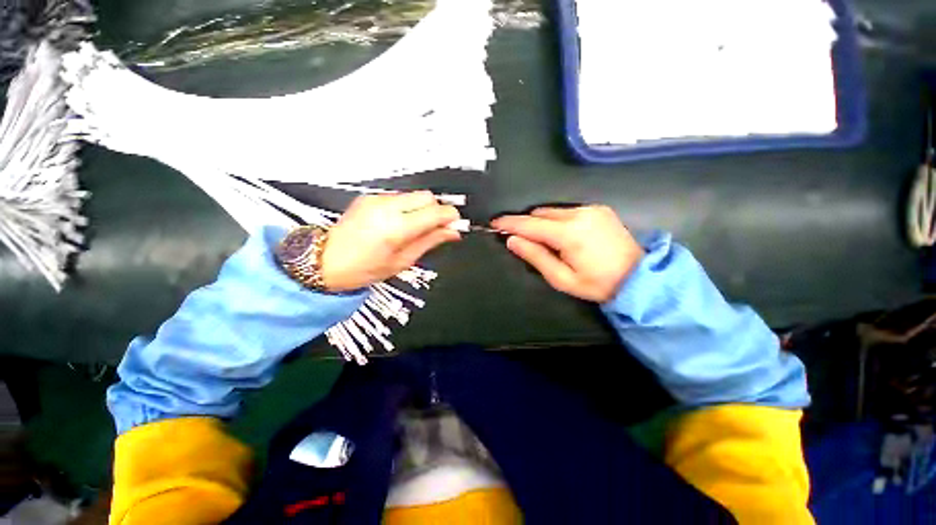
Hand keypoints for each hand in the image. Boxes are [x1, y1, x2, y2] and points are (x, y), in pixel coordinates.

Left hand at [322, 191, 461, 290]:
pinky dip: (408, 207)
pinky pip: (400, 197)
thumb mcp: (403, 261)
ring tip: (416, 229)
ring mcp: (376, 199)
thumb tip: (452, 232)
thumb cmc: (364, 269)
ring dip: (422, 209)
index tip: (456, 225)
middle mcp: (386, 207)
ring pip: (414, 195)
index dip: (450, 217)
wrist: (325, 261)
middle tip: (436, 228)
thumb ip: (430, 242)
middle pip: (427, 196)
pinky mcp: (370, 196)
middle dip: (437, 210)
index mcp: (396, 227)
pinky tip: (400, 223)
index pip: (435, 212)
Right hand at [492, 205, 643, 302]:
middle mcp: (579, 214)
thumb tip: (512, 240)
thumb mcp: (561, 278)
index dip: (510, 223)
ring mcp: (591, 209)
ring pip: (552, 211)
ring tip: (543, 240)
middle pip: (540, 214)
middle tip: (520, 239)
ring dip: (541, 222)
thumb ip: (535, 256)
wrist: (639, 277)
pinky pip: (567, 210)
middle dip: (526, 224)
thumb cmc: (597, 284)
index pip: (530, 224)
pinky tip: (561, 234)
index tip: (494, 223)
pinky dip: (556, 219)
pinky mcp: (598, 208)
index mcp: (569, 233)